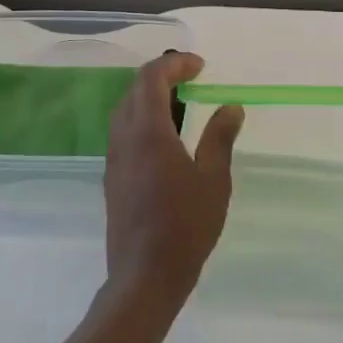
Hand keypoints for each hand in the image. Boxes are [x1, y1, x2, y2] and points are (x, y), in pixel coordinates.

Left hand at [103, 52, 244, 318]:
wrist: (144, 277)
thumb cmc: (185, 226)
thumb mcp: (213, 179)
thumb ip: (220, 138)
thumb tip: (230, 107)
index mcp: (147, 131)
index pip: (151, 78)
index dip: (175, 64)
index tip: (200, 67)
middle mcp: (123, 138)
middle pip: (134, 90)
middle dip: (161, 76)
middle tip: (192, 79)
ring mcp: (114, 159)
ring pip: (125, 111)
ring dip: (150, 97)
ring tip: (181, 104)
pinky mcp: (112, 178)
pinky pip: (123, 132)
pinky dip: (143, 119)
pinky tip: (166, 138)